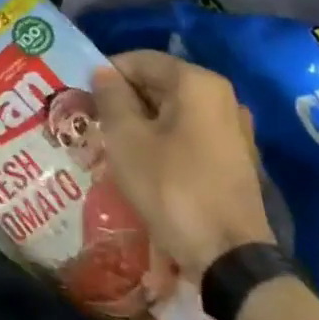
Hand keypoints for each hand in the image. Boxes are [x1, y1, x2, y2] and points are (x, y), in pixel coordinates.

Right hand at [91, 52, 274, 281]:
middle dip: (124, 99)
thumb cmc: (171, 187)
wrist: (229, 259)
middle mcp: (221, 98)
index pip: (141, 60)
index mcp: (197, 83)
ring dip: (141, 122)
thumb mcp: (126, 138)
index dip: (107, 74)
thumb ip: (111, 97)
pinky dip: (162, 140)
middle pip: (159, 84)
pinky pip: (189, 135)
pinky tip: (142, 164)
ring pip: (173, 112)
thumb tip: (102, 72)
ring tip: (112, 144)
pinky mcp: (235, 160)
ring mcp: (233, 130)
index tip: (83, 95)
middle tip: (93, 121)